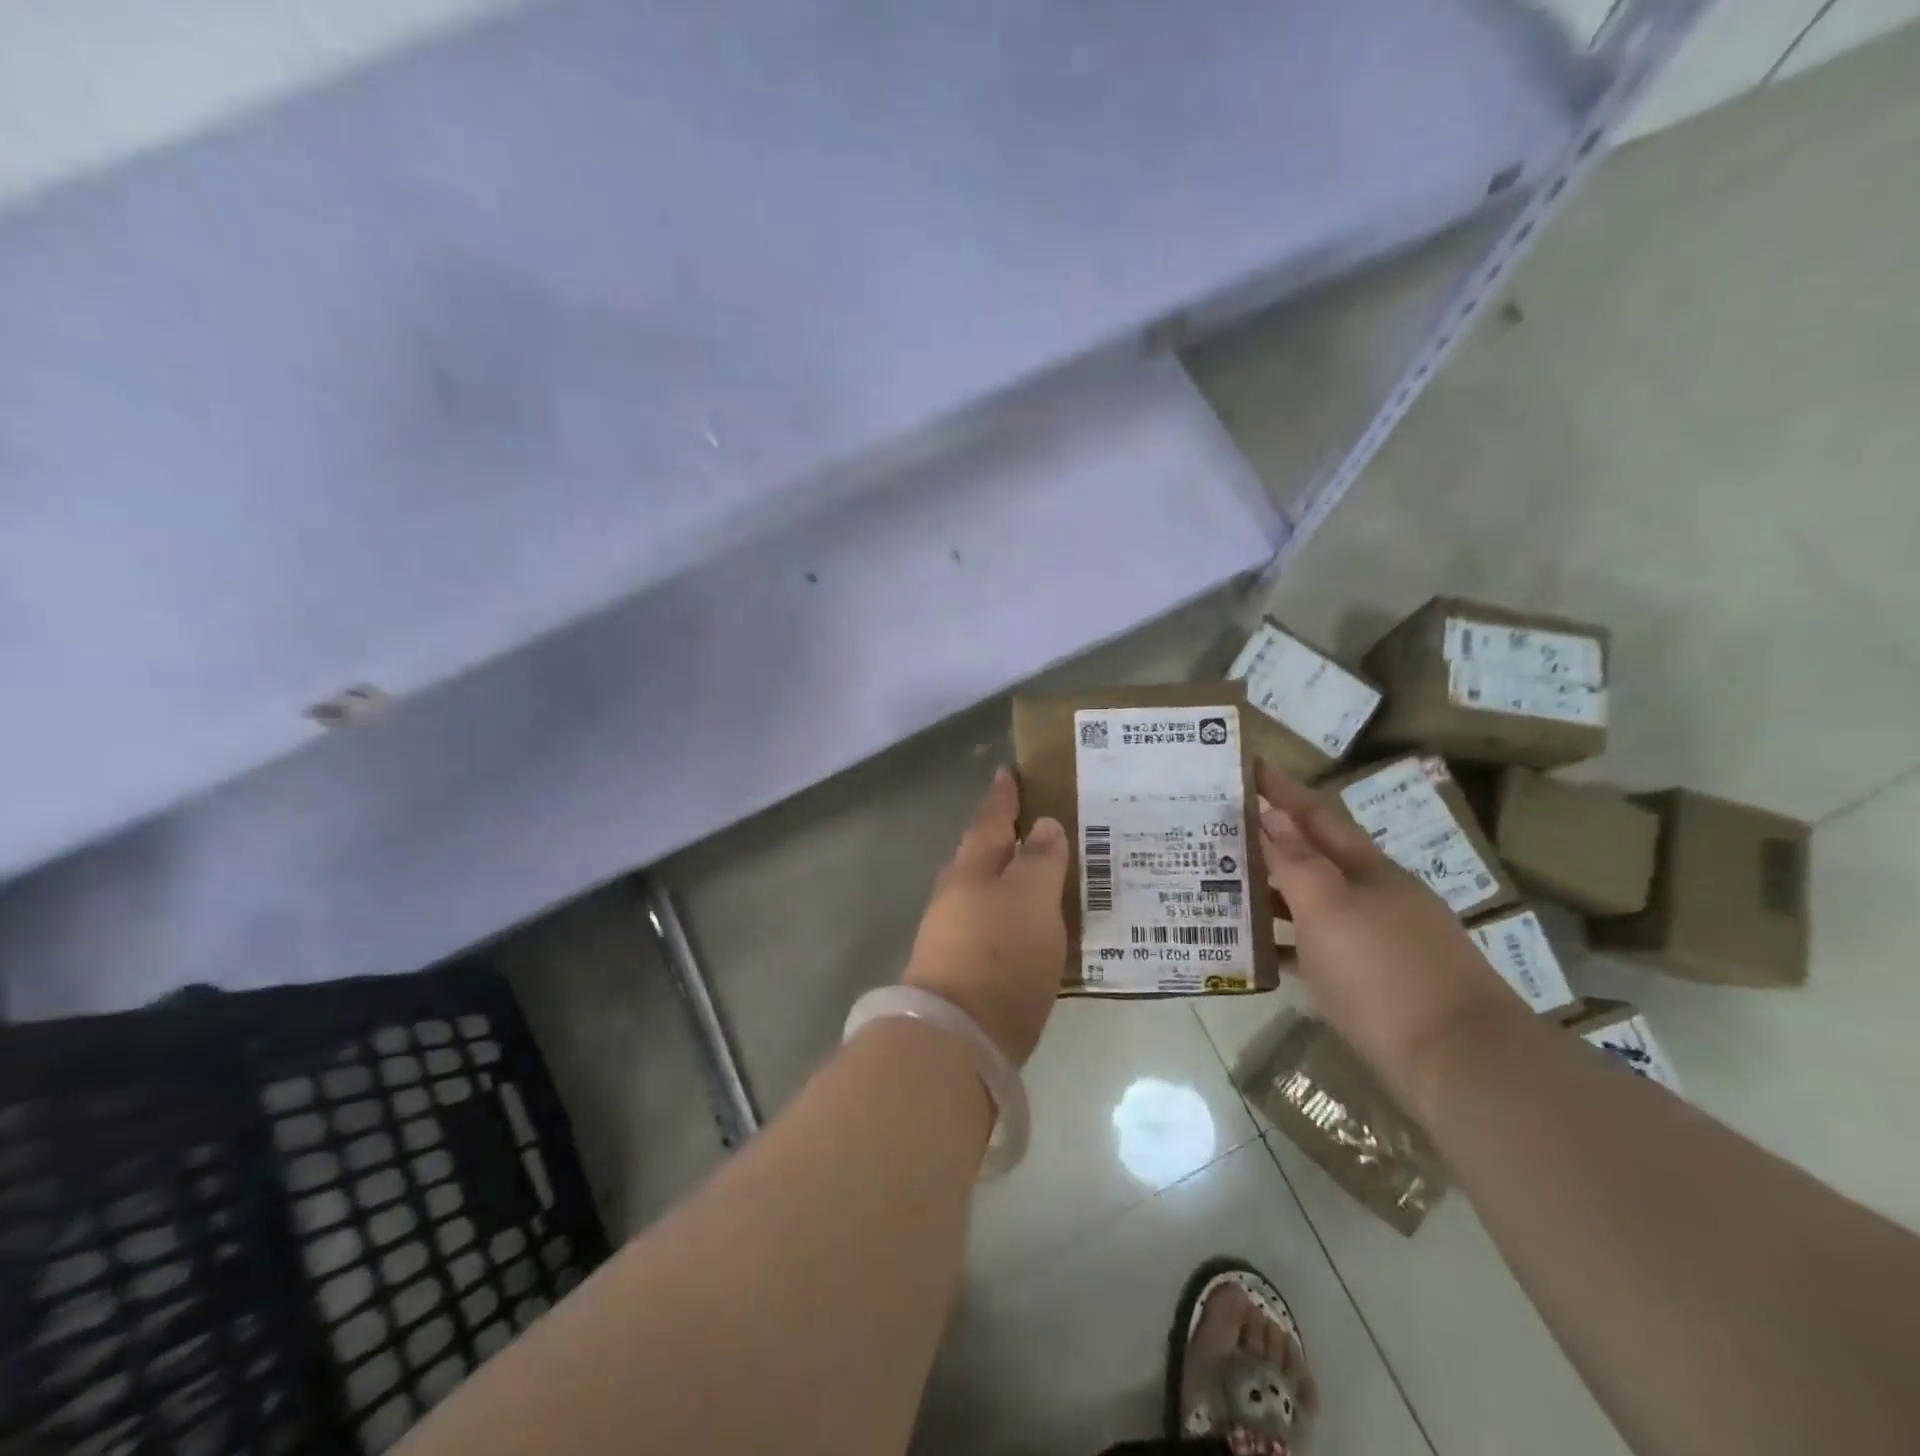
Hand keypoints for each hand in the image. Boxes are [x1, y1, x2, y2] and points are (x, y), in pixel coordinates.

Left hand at [903, 767, 1069, 1066]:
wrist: (958, 1035)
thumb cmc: (999, 952)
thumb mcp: (1031, 897)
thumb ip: (1040, 859)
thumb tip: (1043, 826)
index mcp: (972, 867)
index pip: (990, 819)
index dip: (1003, 796)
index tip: (1008, 772)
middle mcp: (958, 894)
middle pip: (982, 854)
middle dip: (1004, 837)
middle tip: (1037, 823)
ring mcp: (955, 933)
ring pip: (987, 892)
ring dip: (1010, 878)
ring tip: (1044, 873)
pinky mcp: (965, 970)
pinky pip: (994, 926)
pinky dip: (1014, 916)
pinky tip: (1034, 926)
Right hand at [1256, 763, 1524, 1105]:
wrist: (1460, 1064)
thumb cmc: (1384, 973)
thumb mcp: (1329, 908)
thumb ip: (1297, 861)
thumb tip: (1273, 814)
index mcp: (1368, 870)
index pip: (1317, 816)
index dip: (1282, 789)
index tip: (1247, 764)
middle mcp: (1377, 896)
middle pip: (1316, 856)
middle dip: (1271, 839)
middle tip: (1219, 829)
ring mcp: (1381, 940)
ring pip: (1315, 902)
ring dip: (1274, 891)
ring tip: (1225, 885)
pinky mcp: (1378, 983)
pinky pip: (1320, 947)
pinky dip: (1288, 941)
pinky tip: (1261, 951)